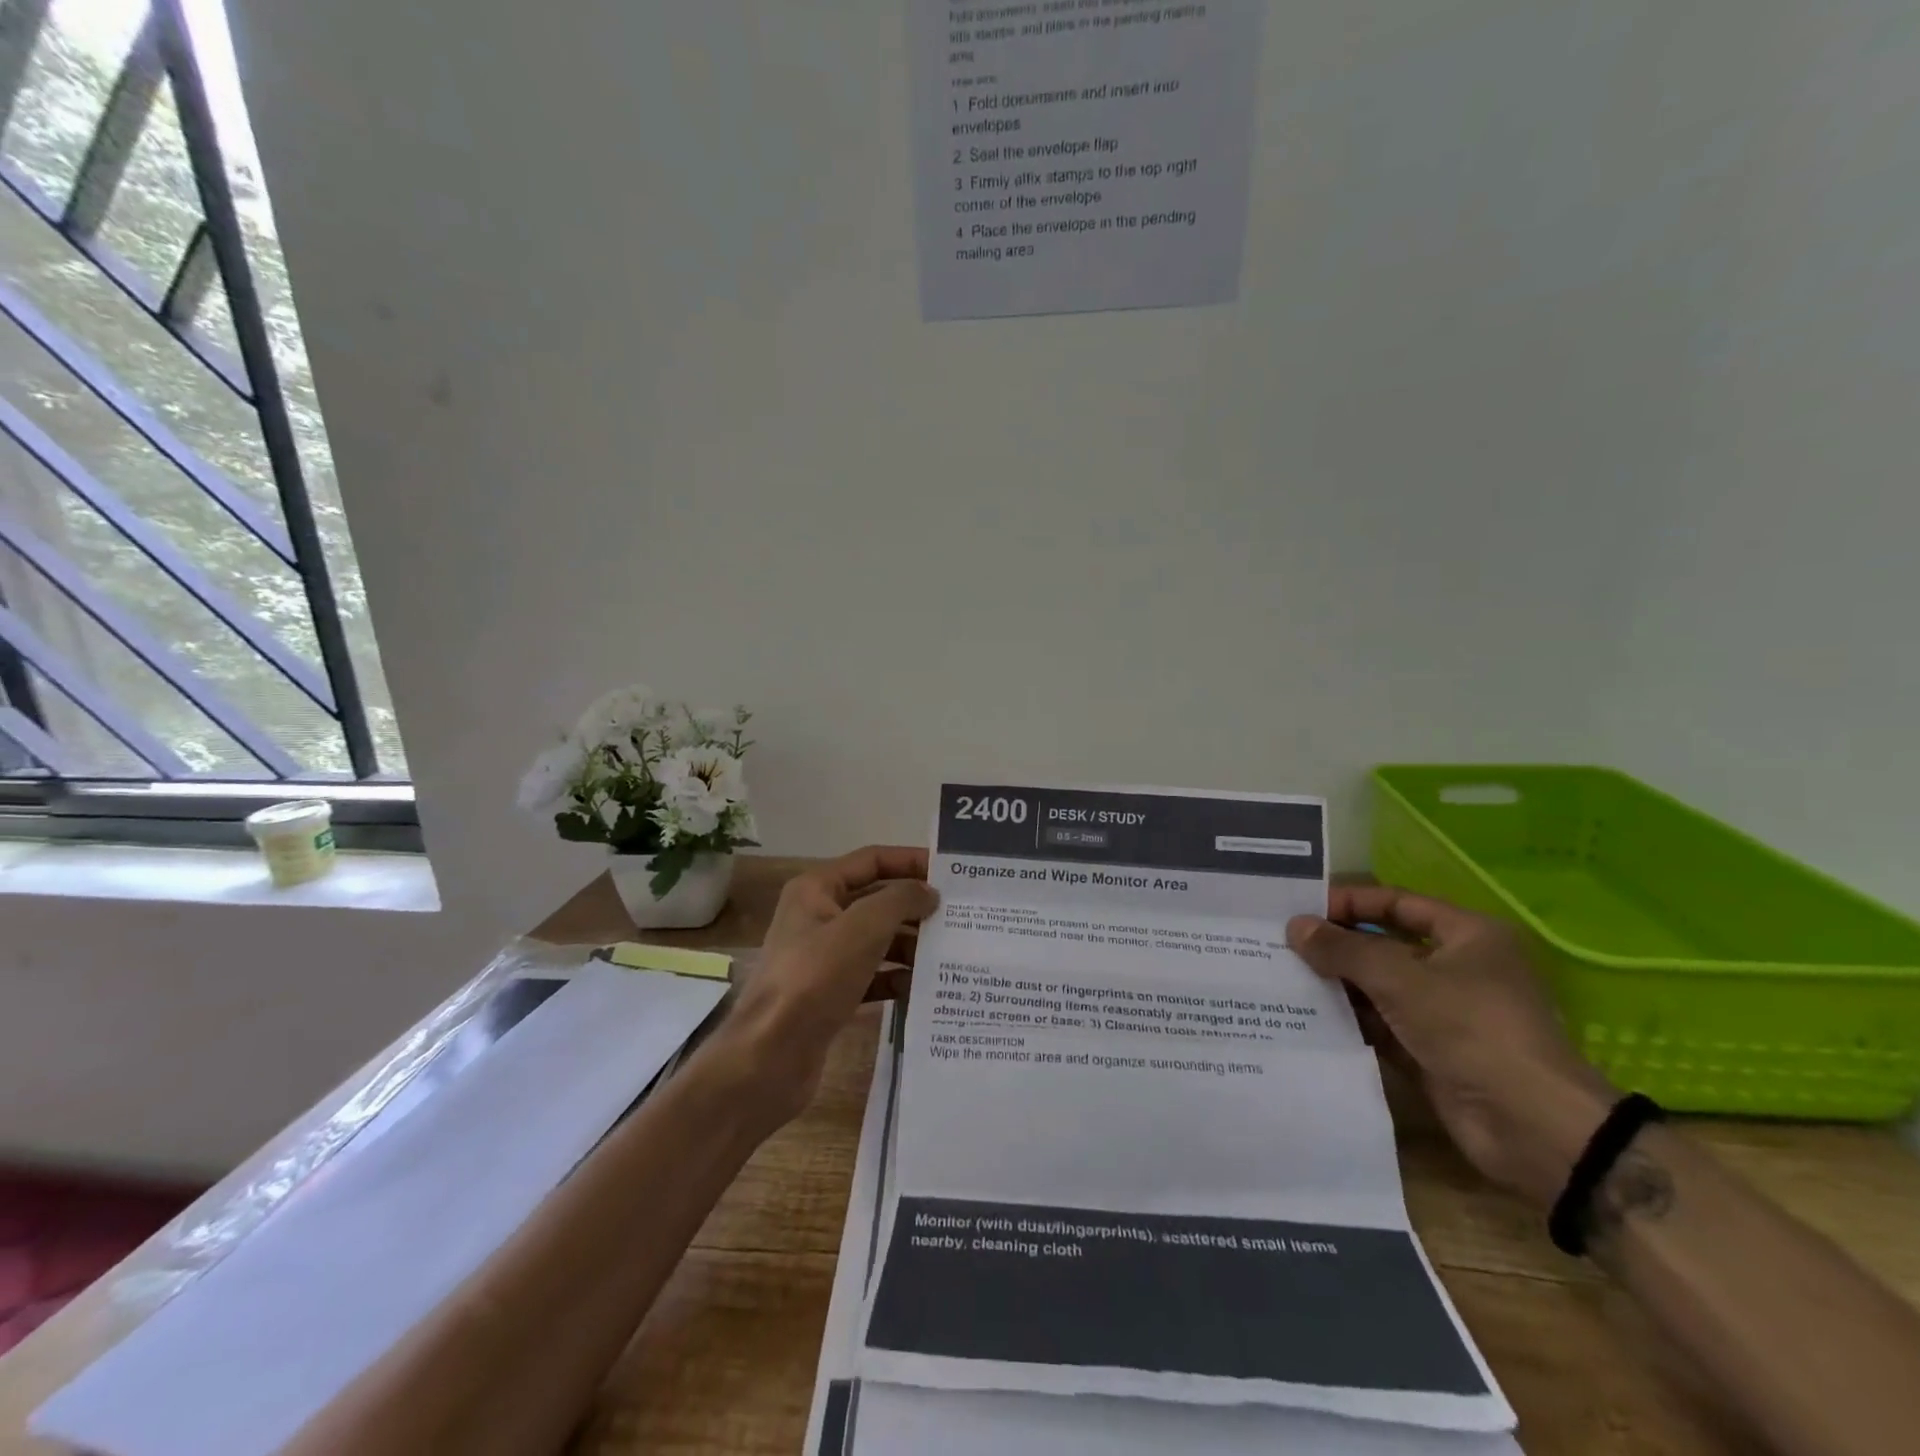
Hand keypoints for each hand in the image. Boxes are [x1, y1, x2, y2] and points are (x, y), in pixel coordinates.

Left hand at [705, 846, 936, 1127]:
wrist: (769, 1057)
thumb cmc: (815, 978)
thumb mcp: (863, 928)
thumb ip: (901, 900)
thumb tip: (928, 893)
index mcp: (816, 890)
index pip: (872, 860)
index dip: (911, 861)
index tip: (951, 873)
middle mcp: (818, 917)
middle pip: (877, 901)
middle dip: (916, 908)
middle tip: (961, 917)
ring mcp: (823, 958)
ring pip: (877, 941)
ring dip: (911, 946)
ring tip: (951, 954)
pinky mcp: (830, 994)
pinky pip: (872, 976)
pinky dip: (896, 979)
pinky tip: (924, 989)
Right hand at [1288, 886, 1614, 1208]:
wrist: (1532, 1129)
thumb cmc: (1473, 1029)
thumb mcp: (1401, 978)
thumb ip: (1343, 950)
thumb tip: (1294, 927)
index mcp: (1467, 936)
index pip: (1396, 903)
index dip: (1349, 903)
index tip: (1301, 910)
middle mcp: (1457, 968)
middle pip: (1384, 945)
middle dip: (1336, 945)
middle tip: (1282, 943)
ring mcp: (1444, 1012)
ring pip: (1378, 987)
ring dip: (1337, 984)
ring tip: (1282, 976)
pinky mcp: (1430, 1052)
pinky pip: (1379, 1025)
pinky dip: (1348, 1020)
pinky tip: (1305, 1015)